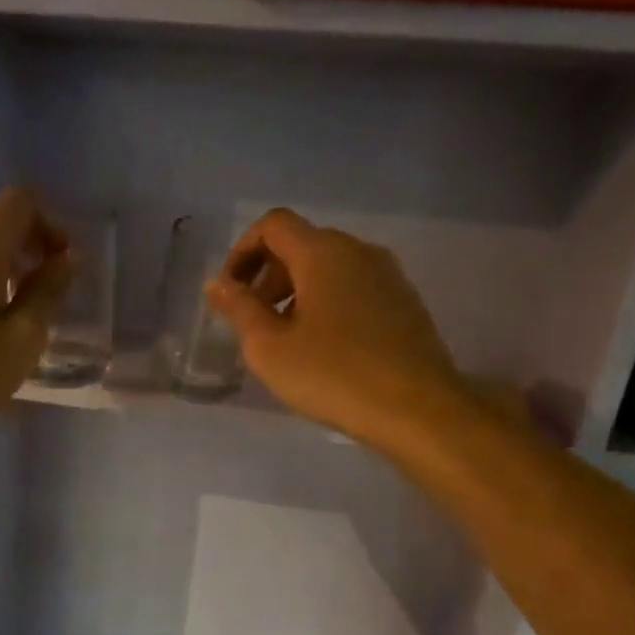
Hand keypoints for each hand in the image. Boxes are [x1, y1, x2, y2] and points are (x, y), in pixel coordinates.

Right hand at [206, 209, 466, 449]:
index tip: (230, 293)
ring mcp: (389, 276)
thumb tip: (217, 283)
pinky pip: (355, 289)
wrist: (417, 409)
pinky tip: (324, 349)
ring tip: (286, 340)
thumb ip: (239, 309)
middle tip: (253, 322)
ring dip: (297, 293)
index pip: (273, 225)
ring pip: (330, 268)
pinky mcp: (406, 303)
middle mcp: (359, 251)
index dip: (242, 252)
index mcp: (323, 252)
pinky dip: (327, 305)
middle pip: (302, 244)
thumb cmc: (333, 375)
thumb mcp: (269, 347)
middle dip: (268, 276)